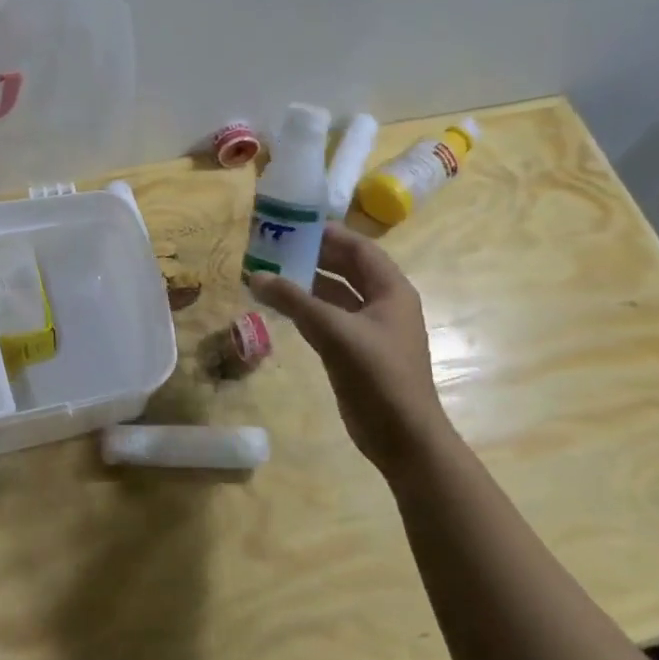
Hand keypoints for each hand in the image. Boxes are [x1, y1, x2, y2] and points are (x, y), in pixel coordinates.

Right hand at [246, 224, 449, 478]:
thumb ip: (295, 302)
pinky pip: (326, 319)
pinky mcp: (353, 351)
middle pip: (345, 268)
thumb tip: (255, 276)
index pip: (358, 248)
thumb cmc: (378, 377)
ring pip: (333, 294)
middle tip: (272, 244)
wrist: (403, 438)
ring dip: (304, 283)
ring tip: (267, 270)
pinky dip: (303, 309)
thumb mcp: (335, 332)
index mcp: (391, 290)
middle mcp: (382, 303)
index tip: (292, 222)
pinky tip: (277, 304)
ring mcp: (368, 329)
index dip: (327, 233)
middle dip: (311, 256)